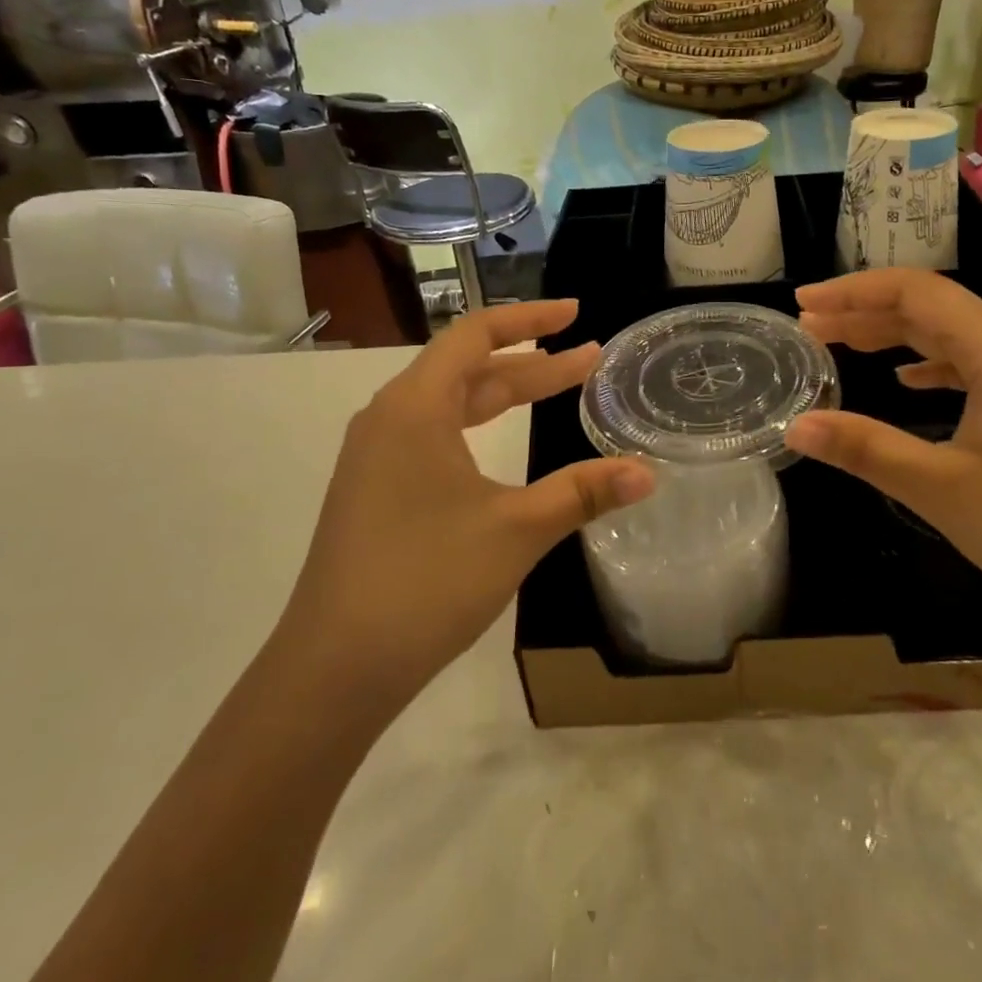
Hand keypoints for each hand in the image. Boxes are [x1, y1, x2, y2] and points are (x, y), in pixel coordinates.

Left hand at [278, 300, 653, 693]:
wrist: (333, 669)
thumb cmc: (426, 581)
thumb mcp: (516, 531)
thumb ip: (582, 493)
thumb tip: (648, 473)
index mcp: (414, 408)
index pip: (475, 335)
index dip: (529, 318)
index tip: (575, 312)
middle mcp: (389, 419)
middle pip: (468, 369)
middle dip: (533, 363)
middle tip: (590, 360)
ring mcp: (377, 457)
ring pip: (451, 404)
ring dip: (506, 394)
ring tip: (558, 390)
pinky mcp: (375, 491)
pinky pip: (434, 434)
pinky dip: (479, 426)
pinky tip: (500, 446)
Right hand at [784, 269, 981, 641]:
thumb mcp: (943, 489)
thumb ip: (866, 449)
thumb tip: (796, 426)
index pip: (917, 292)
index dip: (854, 292)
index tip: (804, 303)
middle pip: (933, 308)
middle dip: (866, 313)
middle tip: (809, 327)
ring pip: (952, 337)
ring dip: (895, 337)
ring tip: (841, 345)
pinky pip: (972, 366)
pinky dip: (929, 366)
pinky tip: (904, 382)